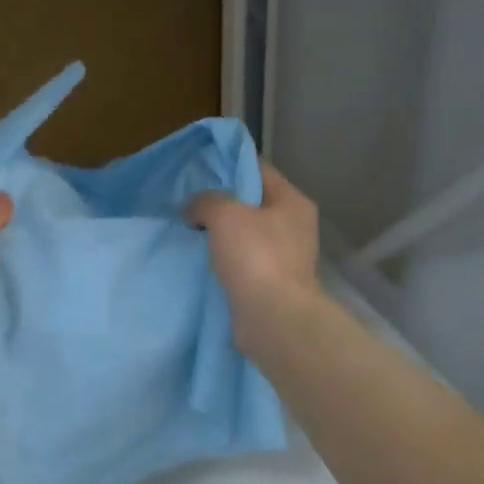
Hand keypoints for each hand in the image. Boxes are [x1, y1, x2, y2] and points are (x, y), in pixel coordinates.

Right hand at [186, 163, 320, 356]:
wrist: (272, 318)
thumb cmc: (255, 256)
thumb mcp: (225, 214)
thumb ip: (206, 201)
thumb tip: (193, 209)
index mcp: (292, 201)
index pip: (259, 170)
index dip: (229, 166)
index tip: (199, 171)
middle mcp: (294, 226)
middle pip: (252, 203)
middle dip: (222, 203)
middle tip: (190, 203)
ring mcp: (285, 256)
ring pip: (246, 234)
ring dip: (221, 234)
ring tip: (191, 231)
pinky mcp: (272, 282)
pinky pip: (243, 261)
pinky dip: (224, 259)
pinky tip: (202, 260)